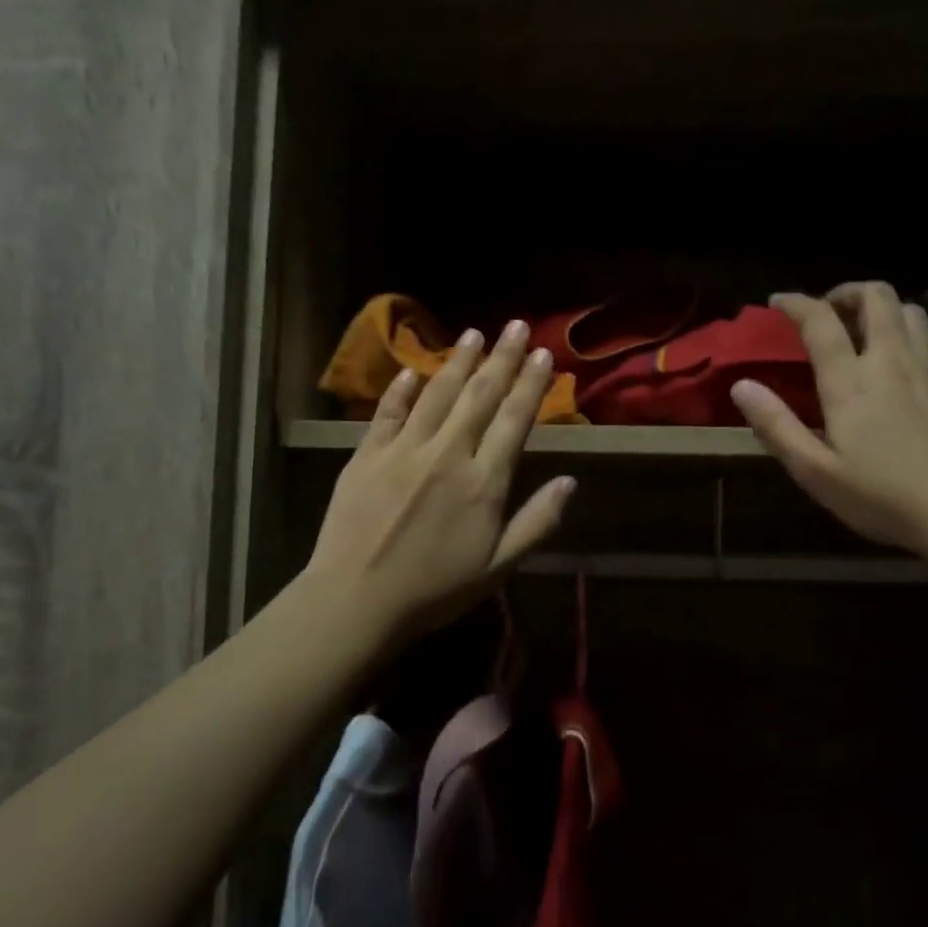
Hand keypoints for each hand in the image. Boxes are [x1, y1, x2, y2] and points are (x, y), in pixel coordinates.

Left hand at [305, 320, 575, 643]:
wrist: (356, 600)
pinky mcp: (365, 455)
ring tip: (474, 334)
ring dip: (458, 362)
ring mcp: (403, 450)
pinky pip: (387, 413)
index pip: (514, 420)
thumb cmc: (435, 590)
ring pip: (436, 395)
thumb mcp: (498, 567)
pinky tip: (410, 371)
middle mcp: (447, 454)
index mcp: (483, 482)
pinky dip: (400, 390)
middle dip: (502, 359)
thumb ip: (537, 522)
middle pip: (480, 396)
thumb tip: (570, 480)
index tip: (544, 355)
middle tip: (516, 326)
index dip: (531, 385)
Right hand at [730, 282, 927, 558]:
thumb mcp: (816, 472)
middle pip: (876, 297)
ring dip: (881, 308)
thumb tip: (742, 386)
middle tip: (828, 312)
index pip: (821, 321)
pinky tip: (902, 360)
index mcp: (852, 381)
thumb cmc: (884, 497)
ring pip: (910, 310)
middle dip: (847, 293)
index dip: (796, 303)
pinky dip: (908, 332)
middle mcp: (893, 360)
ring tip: (863, 329)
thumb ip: (777, 426)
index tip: (778, 302)